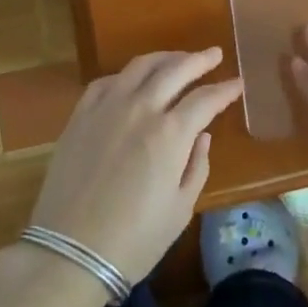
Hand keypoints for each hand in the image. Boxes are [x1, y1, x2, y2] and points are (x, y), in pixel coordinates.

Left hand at [28, 48, 242, 283]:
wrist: (70, 252)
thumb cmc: (134, 240)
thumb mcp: (180, 210)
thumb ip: (197, 167)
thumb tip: (202, 136)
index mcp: (170, 134)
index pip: (205, 99)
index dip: (224, 90)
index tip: (237, 84)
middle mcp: (140, 108)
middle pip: (175, 70)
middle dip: (199, 60)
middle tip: (214, 54)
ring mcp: (107, 107)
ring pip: (140, 66)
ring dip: (165, 57)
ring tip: (178, 58)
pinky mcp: (81, 115)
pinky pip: (107, 81)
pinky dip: (127, 75)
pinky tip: (133, 80)